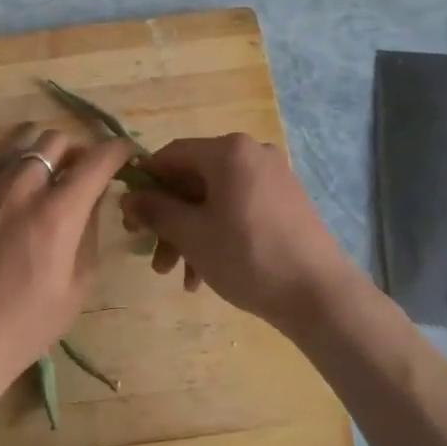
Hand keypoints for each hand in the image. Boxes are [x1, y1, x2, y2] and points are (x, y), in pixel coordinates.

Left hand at [0, 128, 134, 406]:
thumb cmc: (28, 324)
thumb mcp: (78, 284)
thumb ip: (89, 231)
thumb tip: (93, 197)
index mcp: (57, 213)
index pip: (95, 160)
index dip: (117, 149)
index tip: (126, 153)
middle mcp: (21, 191)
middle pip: (54, 141)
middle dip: (76, 151)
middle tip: (84, 176)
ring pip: (22, 155)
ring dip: (44, 165)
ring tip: (49, 193)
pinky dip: (16, 188)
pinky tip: (15, 221)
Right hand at [120, 134, 361, 333]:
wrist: (319, 294)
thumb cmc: (248, 256)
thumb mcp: (192, 235)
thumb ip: (155, 210)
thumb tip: (128, 197)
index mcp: (228, 151)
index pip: (170, 155)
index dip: (144, 185)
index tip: (130, 219)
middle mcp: (251, 154)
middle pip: (193, 180)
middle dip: (169, 220)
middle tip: (153, 256)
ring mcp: (272, 177)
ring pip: (214, 199)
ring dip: (190, 234)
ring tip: (177, 276)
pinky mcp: (285, 201)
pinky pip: (237, 209)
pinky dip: (216, 234)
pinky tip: (204, 275)